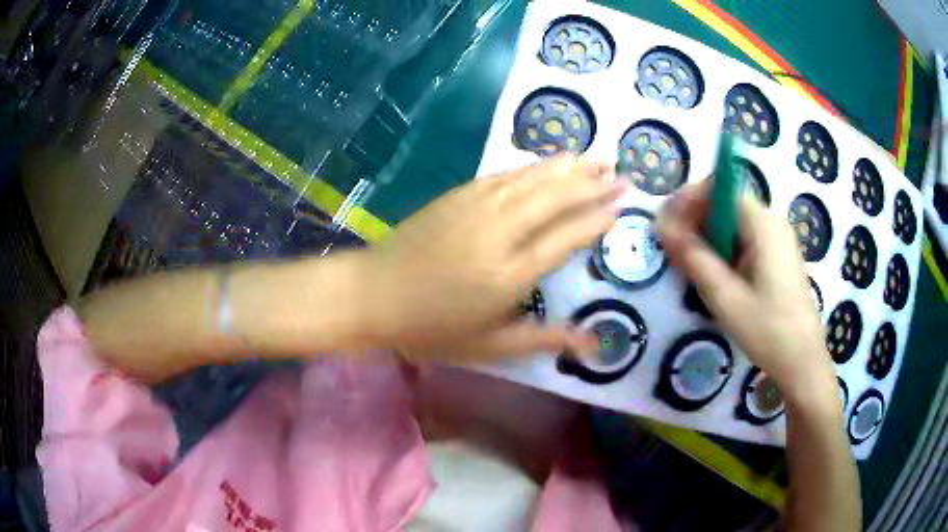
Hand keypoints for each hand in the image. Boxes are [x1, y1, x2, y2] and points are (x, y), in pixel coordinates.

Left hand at [361, 155, 625, 361]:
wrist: (374, 294)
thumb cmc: (432, 328)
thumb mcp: (489, 347)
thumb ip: (544, 340)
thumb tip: (592, 344)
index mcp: (510, 275)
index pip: (566, 238)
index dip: (596, 220)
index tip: (621, 207)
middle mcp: (500, 233)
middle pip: (555, 200)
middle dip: (592, 184)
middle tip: (622, 172)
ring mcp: (477, 207)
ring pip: (533, 179)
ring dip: (569, 167)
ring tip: (597, 156)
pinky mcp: (459, 194)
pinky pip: (505, 174)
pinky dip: (533, 165)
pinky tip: (550, 159)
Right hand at [656, 181, 837, 408]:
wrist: (802, 362)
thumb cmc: (767, 330)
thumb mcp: (725, 296)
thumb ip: (693, 257)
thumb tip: (661, 224)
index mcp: (763, 224)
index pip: (720, 188)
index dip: (690, 199)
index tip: (667, 224)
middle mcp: (772, 222)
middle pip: (726, 204)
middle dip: (696, 220)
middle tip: (674, 251)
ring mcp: (778, 239)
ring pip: (734, 224)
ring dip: (709, 238)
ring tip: (691, 267)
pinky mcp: (778, 256)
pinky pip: (745, 240)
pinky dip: (725, 250)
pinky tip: (717, 277)